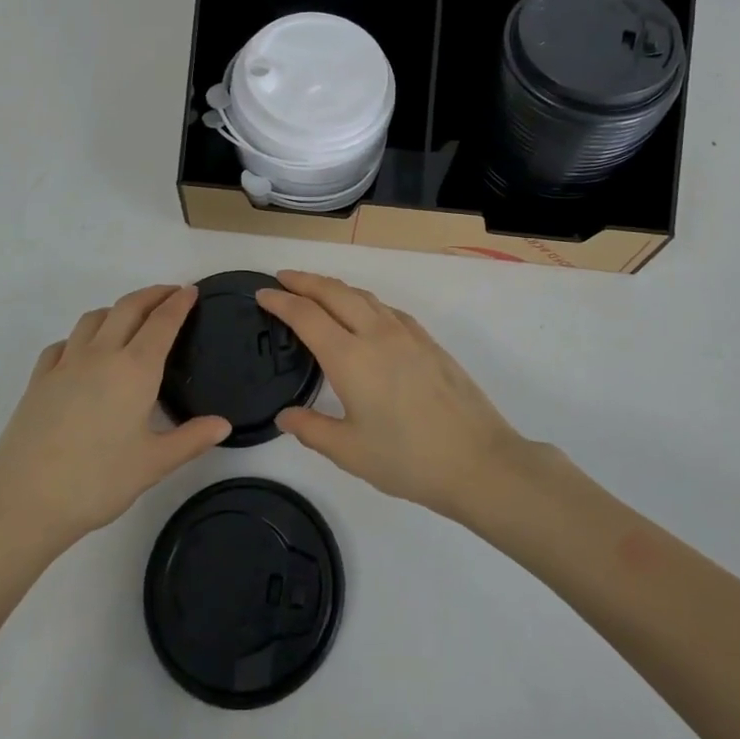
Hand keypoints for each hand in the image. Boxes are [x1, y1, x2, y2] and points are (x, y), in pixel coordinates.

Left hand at [0, 285, 230, 561]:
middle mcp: (101, 355)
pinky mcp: (38, 380)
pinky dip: (81, 336)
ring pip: (93, 318)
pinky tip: (83, 353)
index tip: (191, 290)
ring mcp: (65, 364)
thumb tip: (224, 424)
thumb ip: (191, 439)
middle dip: (152, 294)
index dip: (179, 303)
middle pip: (128, 308)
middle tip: (170, 293)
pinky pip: (64, 343)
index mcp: (135, 369)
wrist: (23, 502)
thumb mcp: (153, 464)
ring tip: (130, 319)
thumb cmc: (97, 482)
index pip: (162, 322)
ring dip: (117, 309)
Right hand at [257, 271, 528, 520]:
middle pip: (334, 292)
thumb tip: (285, 415)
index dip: (280, 301)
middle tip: (282, 278)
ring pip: (363, 296)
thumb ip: (311, 429)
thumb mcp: (350, 452)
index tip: (262, 293)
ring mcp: (406, 334)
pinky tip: (364, 314)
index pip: (306, 315)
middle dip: (304, 281)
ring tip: (316, 291)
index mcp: (350, 357)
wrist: (478, 460)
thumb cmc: (408, 459)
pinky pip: (386, 308)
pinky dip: (363, 301)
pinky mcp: (427, 341)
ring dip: (334, 287)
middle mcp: (376, 334)